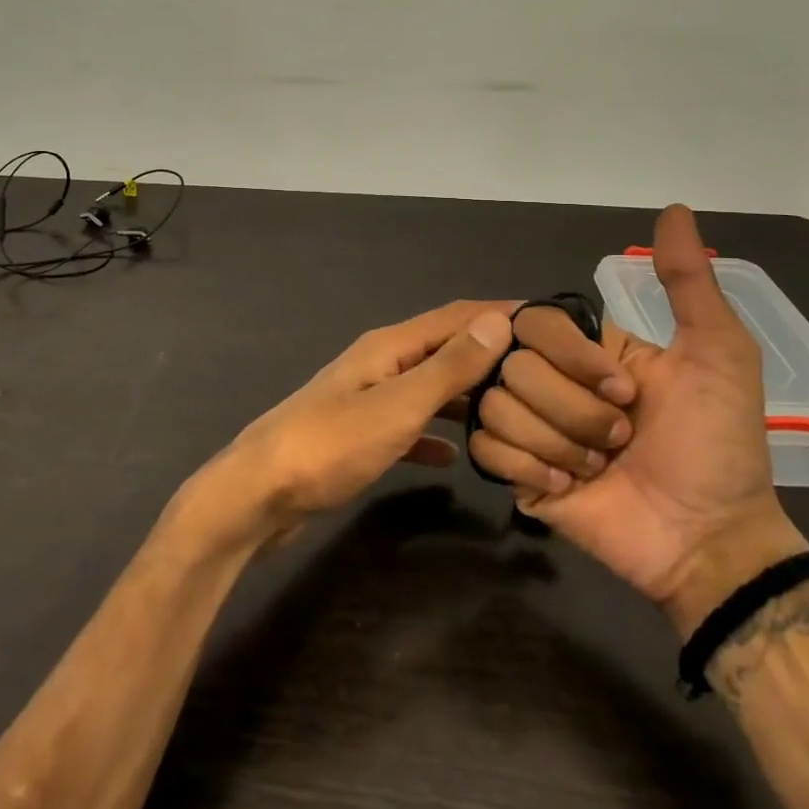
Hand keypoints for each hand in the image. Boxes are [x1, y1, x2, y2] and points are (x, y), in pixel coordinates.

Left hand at [185, 301, 514, 550]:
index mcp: (389, 347)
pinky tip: (457, 455)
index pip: (455, 316)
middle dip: (490, 354)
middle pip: (444, 348)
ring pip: (429, 388)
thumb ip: (447, 367)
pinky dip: (435, 433)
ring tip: (513, 410)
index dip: (500, 313)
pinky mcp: (359, 435)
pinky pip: (409, 425)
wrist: (259, 495)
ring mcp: (367, 400)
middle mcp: (380, 364)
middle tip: (543, 373)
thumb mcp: (397, 406)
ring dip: (467, 394)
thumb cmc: (329, 446)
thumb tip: (498, 321)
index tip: (550, 321)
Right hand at [467, 206, 806, 632]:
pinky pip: (487, 448)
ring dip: (558, 443)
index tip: (625, 392)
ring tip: (599, 469)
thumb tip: (676, 207)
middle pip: (513, 367)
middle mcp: (551, 379)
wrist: (707, 539)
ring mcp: (529, 426)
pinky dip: (531, 467)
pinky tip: (568, 487)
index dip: (574, 358)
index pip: (536, 322)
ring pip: (496, 405)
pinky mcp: (514, 471)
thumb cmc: (717, 445)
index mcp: (588, 350)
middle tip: (621, 441)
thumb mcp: (717, 354)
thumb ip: (687, 283)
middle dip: (575, 412)